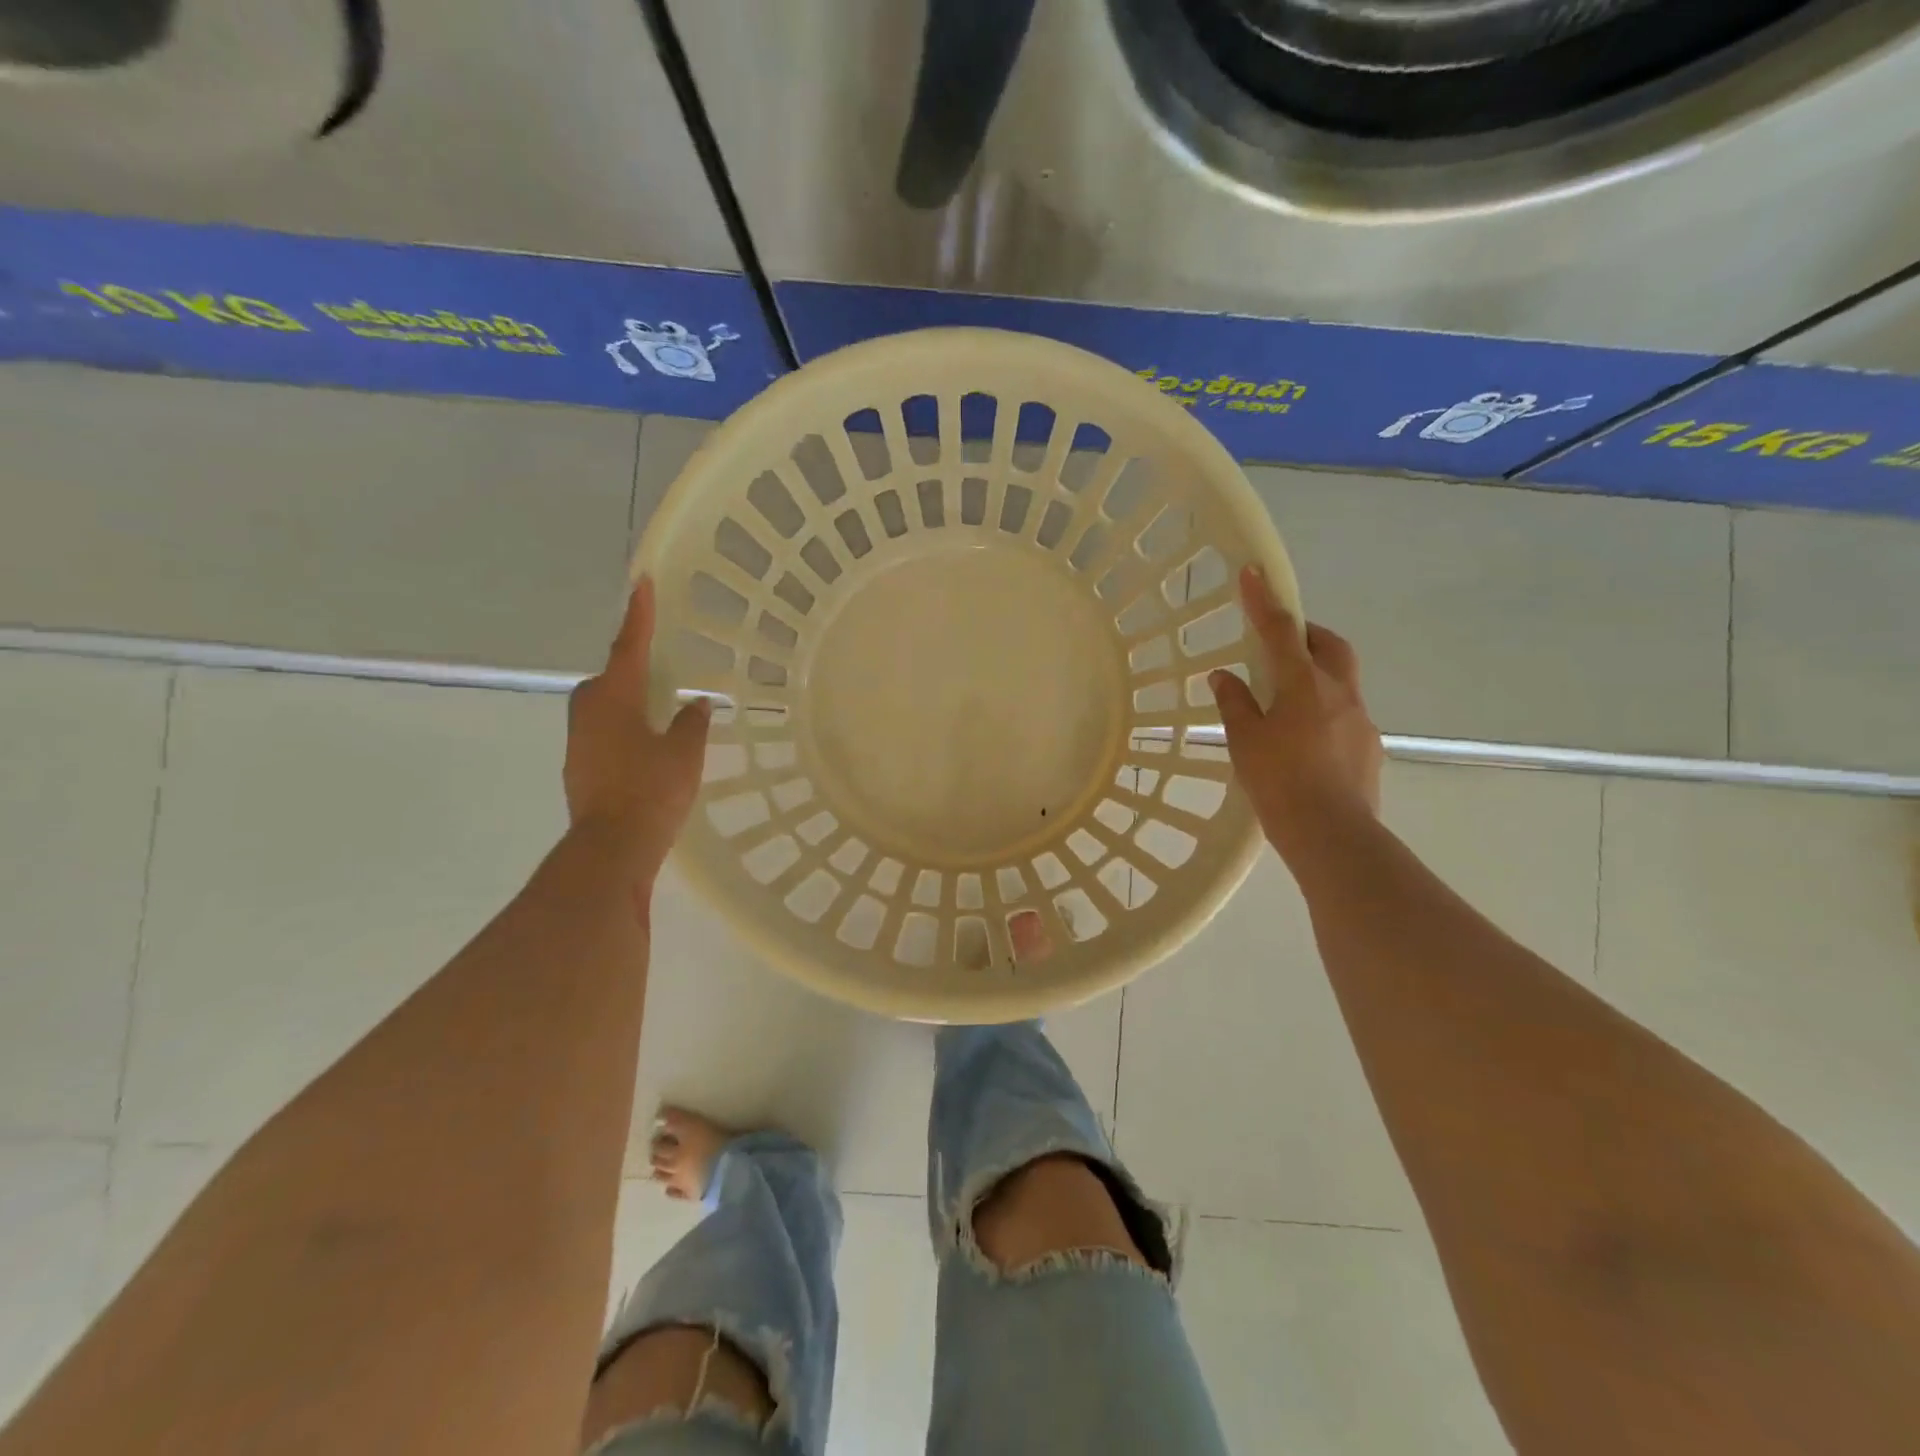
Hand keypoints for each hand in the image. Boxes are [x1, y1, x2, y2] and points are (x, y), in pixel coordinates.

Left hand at [565, 578, 710, 882]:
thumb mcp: (684, 752)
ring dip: (630, 701)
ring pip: (606, 707)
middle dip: (632, 668)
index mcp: (614, 698)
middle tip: (661, 665)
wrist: (611, 849)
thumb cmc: (651, 791)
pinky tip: (649, 747)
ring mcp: (580, 742)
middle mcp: (589, 712)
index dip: (638, 615)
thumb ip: (691, 722)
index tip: (642, 582)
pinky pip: (606, 733)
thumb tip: (696, 704)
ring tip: (661, 709)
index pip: (629, 646)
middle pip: (610, 678)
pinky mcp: (582, 768)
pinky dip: (627, 729)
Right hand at [1209, 565, 1383, 863]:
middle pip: (1330, 645)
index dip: (1264, 600)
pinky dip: (1324, 711)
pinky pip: (1346, 714)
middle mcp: (1339, 693)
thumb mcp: (1245, 742)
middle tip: (1281, 642)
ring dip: (1317, 674)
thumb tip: (1223, 676)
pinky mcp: (1370, 747)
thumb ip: (1235, 703)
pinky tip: (1305, 741)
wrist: (1333, 835)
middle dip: (1306, 633)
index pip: (1281, 631)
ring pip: (1342, 680)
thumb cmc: (1280, 783)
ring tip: (1286, 701)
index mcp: (1304, 686)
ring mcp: (1361, 720)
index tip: (1253, 572)